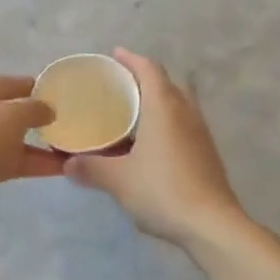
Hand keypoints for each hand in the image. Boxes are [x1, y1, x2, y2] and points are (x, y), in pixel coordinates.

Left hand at [0, 76, 64, 246]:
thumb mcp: (11, 117)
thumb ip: (34, 109)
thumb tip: (47, 110)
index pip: (12, 83)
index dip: (38, 88)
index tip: (65, 97)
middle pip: (10, 112)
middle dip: (38, 119)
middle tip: (70, 125)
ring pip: (10, 140)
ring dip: (37, 145)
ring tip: (70, 151)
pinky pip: (6, 162)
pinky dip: (29, 163)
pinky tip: (56, 169)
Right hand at [63, 48, 247, 252]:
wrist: (212, 224)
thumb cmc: (162, 191)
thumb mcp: (118, 180)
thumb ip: (91, 168)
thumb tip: (67, 163)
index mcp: (164, 107)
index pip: (149, 69)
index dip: (131, 58)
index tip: (115, 54)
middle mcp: (185, 111)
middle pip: (166, 82)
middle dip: (144, 77)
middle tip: (120, 84)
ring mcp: (200, 131)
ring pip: (178, 102)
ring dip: (158, 99)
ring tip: (133, 111)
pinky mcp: (206, 151)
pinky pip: (183, 122)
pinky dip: (167, 120)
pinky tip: (150, 141)